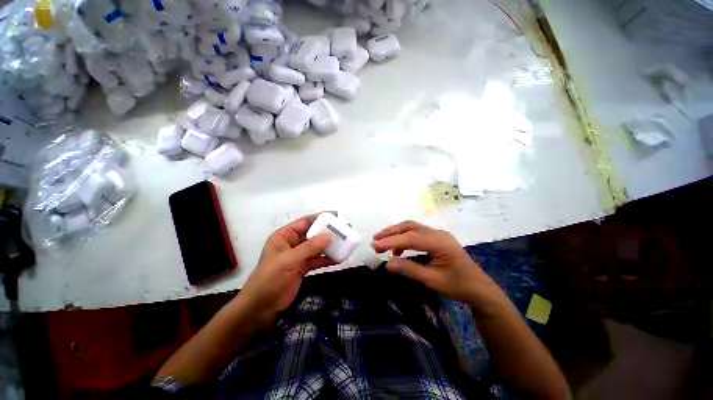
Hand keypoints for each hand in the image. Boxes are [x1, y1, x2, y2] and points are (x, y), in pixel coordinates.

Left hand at [238, 213, 334, 324]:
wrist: (261, 308)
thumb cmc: (270, 279)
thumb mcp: (289, 260)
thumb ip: (310, 247)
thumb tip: (330, 236)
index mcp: (284, 236)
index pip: (305, 222)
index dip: (320, 217)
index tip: (336, 216)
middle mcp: (292, 243)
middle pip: (313, 234)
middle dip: (328, 232)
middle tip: (344, 229)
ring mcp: (298, 256)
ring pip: (317, 247)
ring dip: (329, 245)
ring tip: (345, 242)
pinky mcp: (303, 268)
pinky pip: (317, 259)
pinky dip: (327, 259)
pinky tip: (339, 258)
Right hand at [372, 221, 496, 305]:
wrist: (480, 288)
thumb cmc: (458, 286)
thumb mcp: (432, 280)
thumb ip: (409, 270)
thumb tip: (387, 264)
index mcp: (439, 242)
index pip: (410, 238)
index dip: (391, 241)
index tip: (375, 246)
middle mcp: (438, 234)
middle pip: (410, 226)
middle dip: (391, 232)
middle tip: (375, 240)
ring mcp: (438, 235)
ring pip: (413, 228)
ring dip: (396, 233)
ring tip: (383, 243)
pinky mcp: (437, 239)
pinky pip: (417, 234)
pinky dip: (405, 239)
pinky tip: (399, 250)